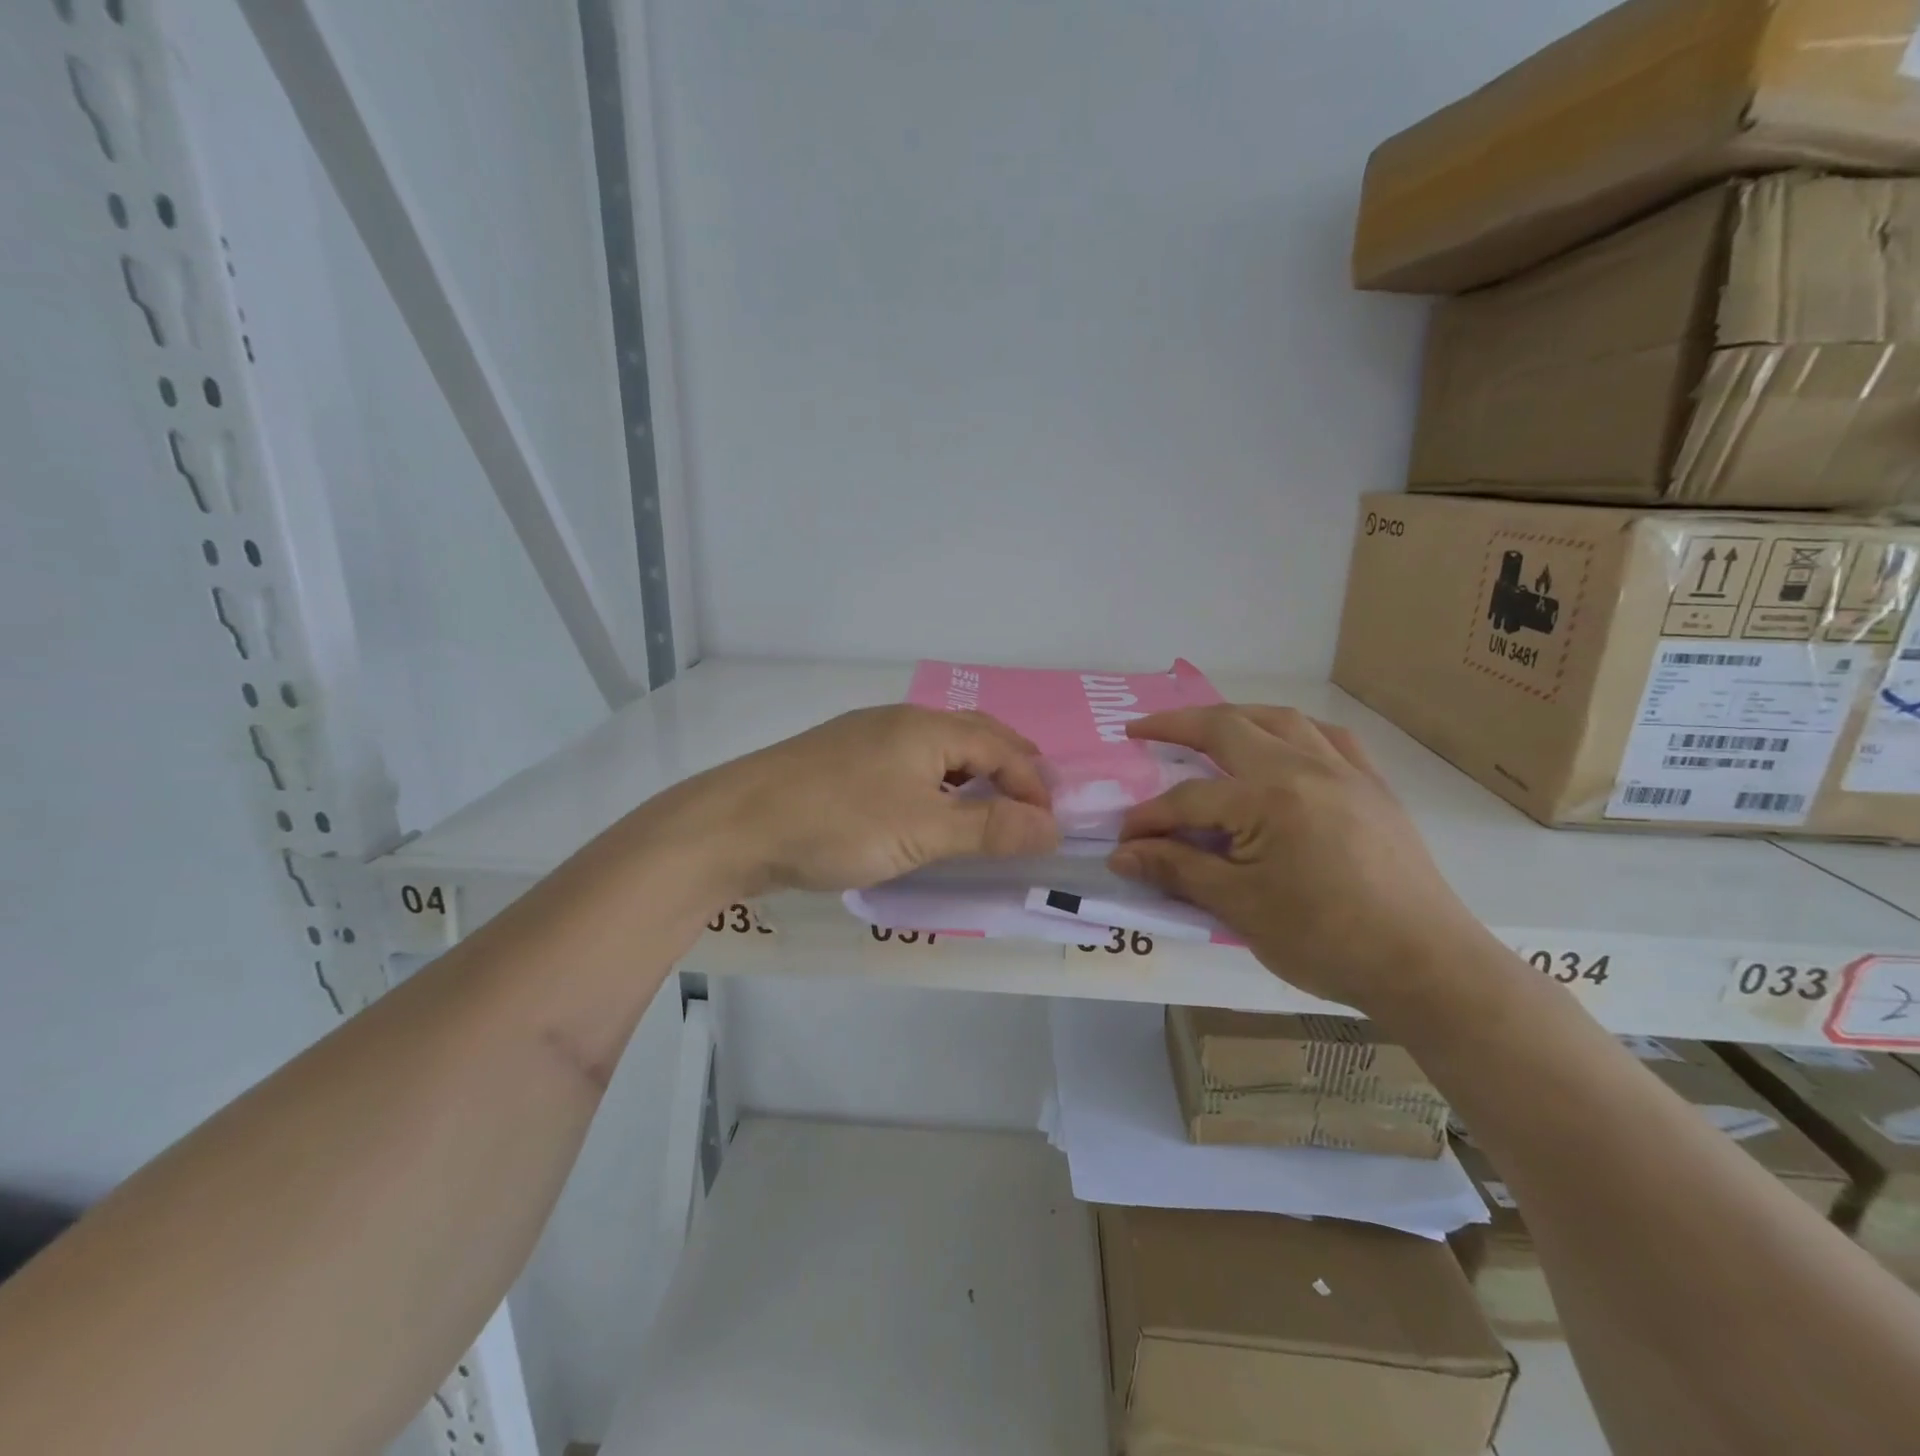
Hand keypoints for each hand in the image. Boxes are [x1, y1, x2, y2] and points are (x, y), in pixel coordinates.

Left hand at [671, 705, 1060, 894]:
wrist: (737, 825)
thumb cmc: (839, 823)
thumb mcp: (923, 831)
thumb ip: (990, 829)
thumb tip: (1052, 827)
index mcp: (927, 728)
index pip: (1001, 747)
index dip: (1033, 785)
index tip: (1049, 827)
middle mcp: (900, 721)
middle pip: (972, 736)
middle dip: (1009, 767)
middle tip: (1031, 803)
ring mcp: (866, 738)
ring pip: (938, 750)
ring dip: (972, 775)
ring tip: (988, 808)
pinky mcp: (842, 761)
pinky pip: (908, 764)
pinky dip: (937, 783)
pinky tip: (928, 809)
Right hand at [1108, 705, 1487, 1012]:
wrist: (1426, 967)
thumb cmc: (1326, 940)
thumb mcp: (1240, 907)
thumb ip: (1176, 870)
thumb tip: (1120, 854)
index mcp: (1270, 799)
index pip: (1190, 799)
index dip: (1149, 819)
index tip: (1123, 842)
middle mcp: (1306, 768)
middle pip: (1230, 728)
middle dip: (1177, 725)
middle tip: (1140, 729)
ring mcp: (1346, 772)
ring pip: (1281, 720)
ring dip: (1235, 716)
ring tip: (1205, 727)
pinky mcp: (1374, 787)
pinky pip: (1330, 738)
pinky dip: (1293, 731)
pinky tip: (1283, 744)